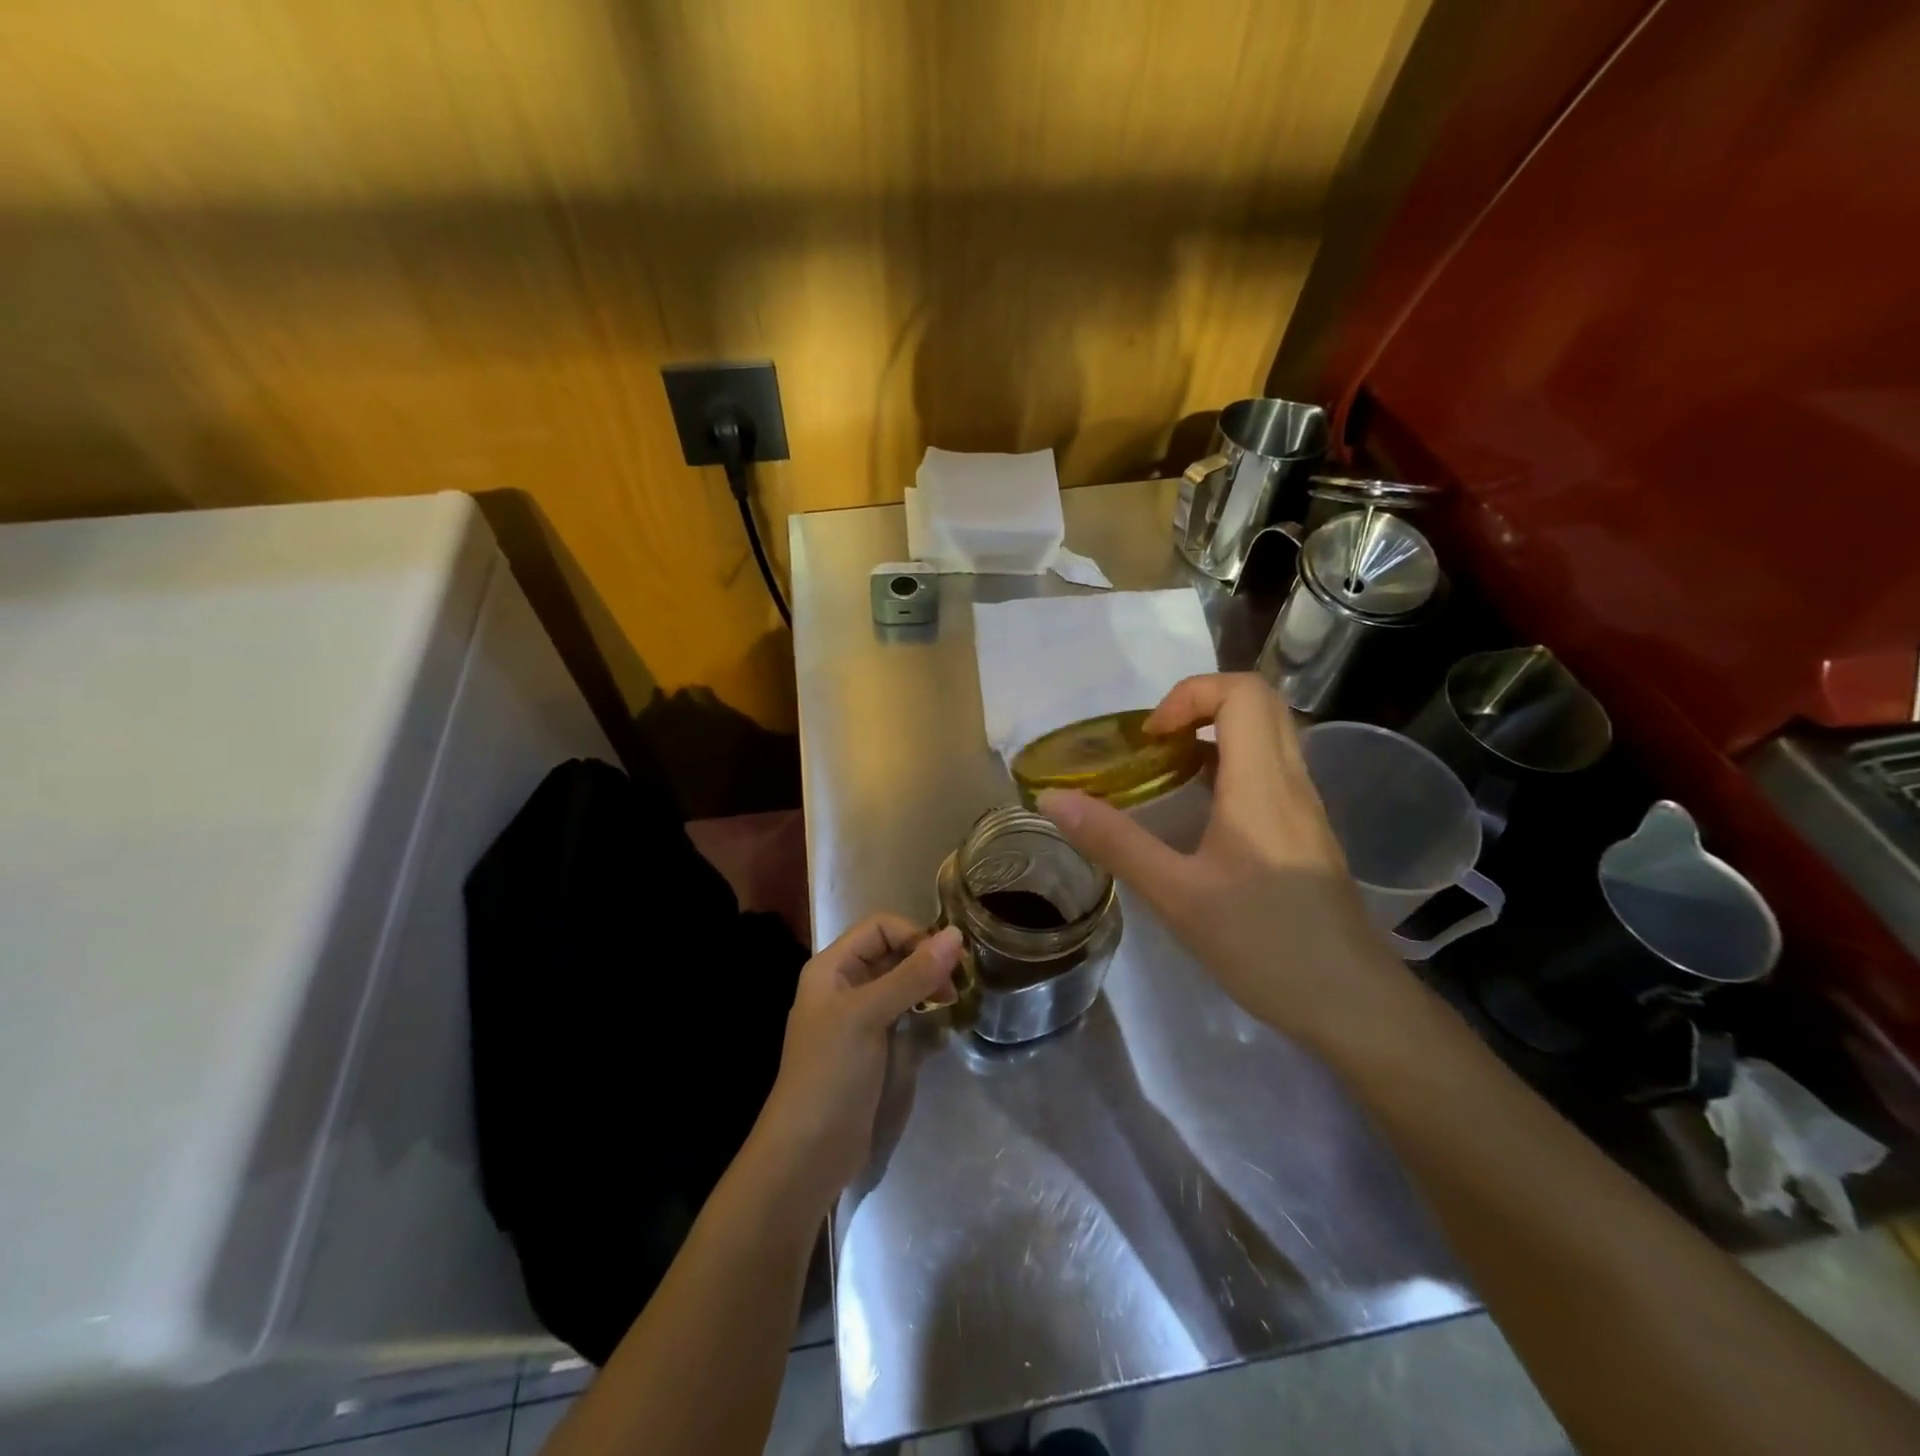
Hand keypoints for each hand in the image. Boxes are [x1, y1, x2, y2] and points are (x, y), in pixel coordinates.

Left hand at [751, 916, 961, 1212]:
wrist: (808, 1152)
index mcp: (832, 968)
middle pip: (892, 953)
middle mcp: (845, 986)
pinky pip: (904, 1014)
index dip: (914, 935)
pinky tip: (942, 1025)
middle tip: (958, 983)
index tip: (946, 960)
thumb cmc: (832, 1072)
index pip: (880, 928)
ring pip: (902, 984)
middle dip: (926, 960)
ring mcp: (860, 1018)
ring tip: (953, 1002)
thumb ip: (913, 974)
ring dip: (929, 986)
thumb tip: (956, 935)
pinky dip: (924, 1012)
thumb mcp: (870, 1015)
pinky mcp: (874, 1047)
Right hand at [1037, 672, 1402, 1046]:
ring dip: (1214, 734)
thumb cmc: (1264, 944)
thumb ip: (1114, 842)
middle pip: (1259, 701)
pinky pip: (1270, 769)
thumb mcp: (1176, 895)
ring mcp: (1305, 806)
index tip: (1149, 739)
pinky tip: (1198, 813)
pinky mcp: (1307, 832)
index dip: (1188, 695)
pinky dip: (1230, 765)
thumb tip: (1053, 799)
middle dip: (1199, 705)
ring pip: (1268, 734)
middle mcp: (1291, 781)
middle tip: (1155, 746)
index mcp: (1262, 784)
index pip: (1242, 692)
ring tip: (1166, 773)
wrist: (1352, 1004)